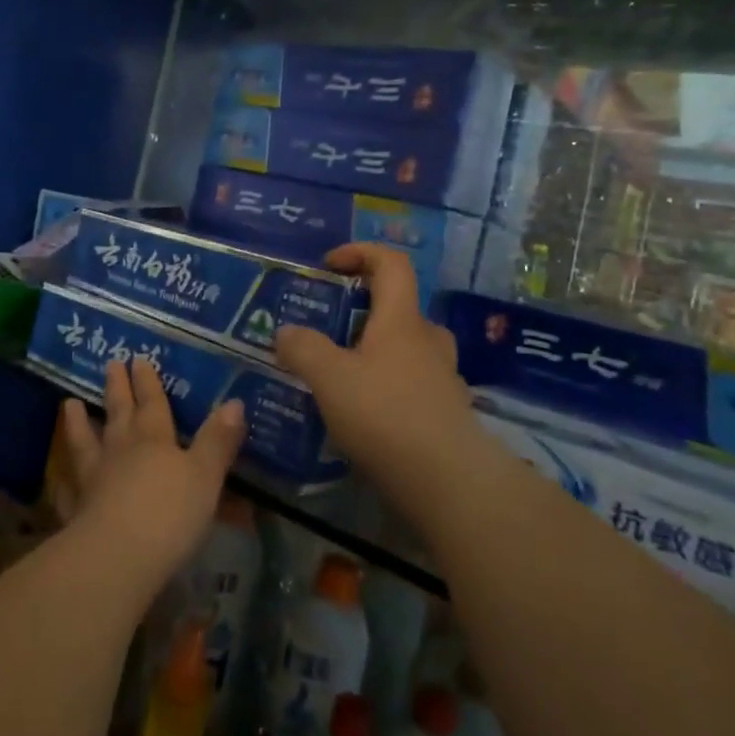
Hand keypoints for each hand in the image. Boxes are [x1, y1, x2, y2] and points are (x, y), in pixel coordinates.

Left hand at [55, 358, 244, 591]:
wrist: (118, 556)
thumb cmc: (170, 513)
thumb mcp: (206, 476)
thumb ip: (218, 441)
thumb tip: (234, 402)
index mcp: (154, 440)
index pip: (152, 404)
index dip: (148, 382)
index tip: (137, 359)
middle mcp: (121, 451)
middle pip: (119, 414)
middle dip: (117, 389)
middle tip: (110, 363)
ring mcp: (94, 480)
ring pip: (85, 443)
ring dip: (78, 423)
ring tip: (69, 403)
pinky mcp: (77, 512)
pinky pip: (68, 491)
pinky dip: (63, 482)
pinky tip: (59, 479)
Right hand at [274, 244, 473, 488]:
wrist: (448, 483)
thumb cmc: (385, 415)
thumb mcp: (329, 378)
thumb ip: (303, 349)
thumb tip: (286, 332)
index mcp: (402, 320)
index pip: (392, 263)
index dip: (361, 252)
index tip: (329, 266)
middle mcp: (428, 341)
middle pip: (400, 307)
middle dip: (364, 310)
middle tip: (331, 329)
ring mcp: (443, 379)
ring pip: (408, 349)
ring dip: (376, 351)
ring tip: (341, 375)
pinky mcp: (447, 414)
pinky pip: (412, 385)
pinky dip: (387, 387)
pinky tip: (363, 415)